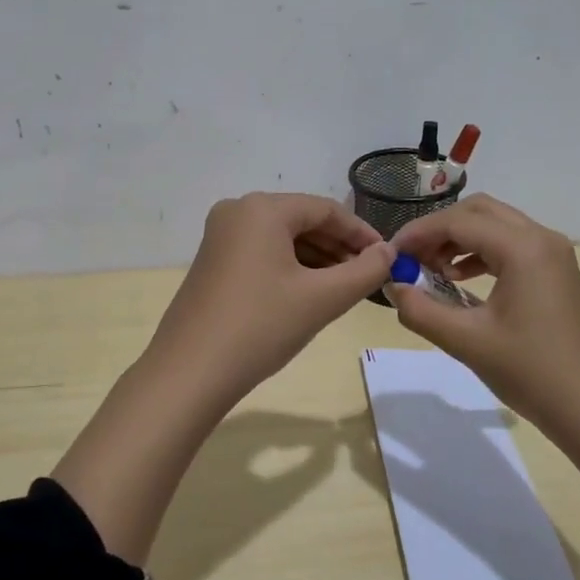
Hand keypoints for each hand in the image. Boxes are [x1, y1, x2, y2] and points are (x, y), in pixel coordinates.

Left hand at [144, 192, 395, 410]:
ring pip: (282, 238)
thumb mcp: (321, 299)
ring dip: (317, 259)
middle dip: (339, 247)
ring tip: (345, 288)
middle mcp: (237, 211)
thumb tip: (388, 253)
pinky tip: (310, 293)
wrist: (190, 372)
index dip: (361, 233)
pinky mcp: (212, 261)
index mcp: (262, 208)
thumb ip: (364, 272)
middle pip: (302, 220)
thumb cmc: (261, 326)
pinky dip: (290, 268)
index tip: (388, 258)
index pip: (326, 210)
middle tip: (369, 276)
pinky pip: (262, 253)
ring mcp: (220, 236)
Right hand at [387, 195, 579, 430]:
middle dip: (439, 229)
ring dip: (459, 240)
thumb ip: (420, 311)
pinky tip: (460, 281)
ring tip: (431, 271)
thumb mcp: (466, 342)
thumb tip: (392, 286)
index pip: (458, 222)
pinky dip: (480, 253)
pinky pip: (511, 245)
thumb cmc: (532, 373)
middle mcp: (541, 238)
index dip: (418, 233)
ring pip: (495, 226)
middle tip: (411, 258)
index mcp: (523, 248)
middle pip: (478, 212)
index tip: (390, 254)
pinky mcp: (556, 272)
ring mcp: (553, 254)